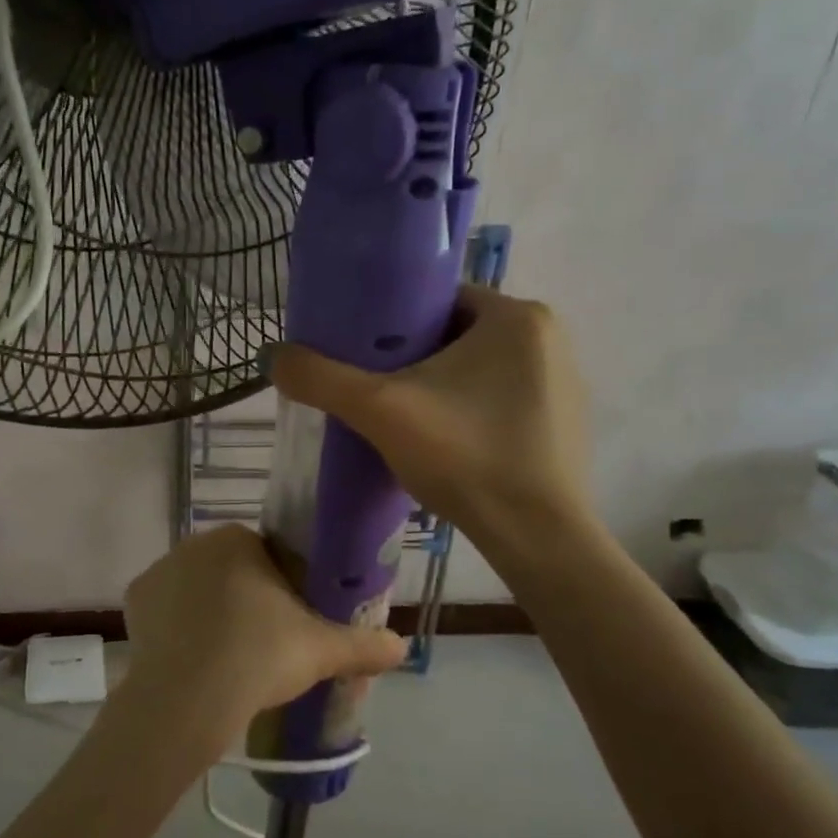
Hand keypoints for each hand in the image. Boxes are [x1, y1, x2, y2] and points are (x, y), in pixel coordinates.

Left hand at [110, 525, 405, 766]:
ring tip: (225, 658)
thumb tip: (402, 647)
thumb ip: (364, 644)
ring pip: (196, 588)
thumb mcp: (322, 650)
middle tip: (262, 646)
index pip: (268, 556)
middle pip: (231, 570)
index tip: (290, 625)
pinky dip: (177, 627)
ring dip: (210, 611)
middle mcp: (195, 543)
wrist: (188, 696)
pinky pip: (165, 609)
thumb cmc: (260, 656)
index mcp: (239, 540)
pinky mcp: (135, 599)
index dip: (283, 590)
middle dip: (246, 599)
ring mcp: (160, 569)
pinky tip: (192, 658)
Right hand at [270, 287, 593, 545]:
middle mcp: (549, 337)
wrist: (535, 537)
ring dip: (439, 387)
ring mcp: (563, 382)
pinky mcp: (564, 423)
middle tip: (373, 390)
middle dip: (412, 359)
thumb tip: (273, 356)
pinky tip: (444, 444)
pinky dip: (468, 412)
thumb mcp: (379, 410)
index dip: (391, 323)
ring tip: (401, 419)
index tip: (360, 354)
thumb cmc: (463, 455)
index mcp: (516, 316)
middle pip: (454, 335)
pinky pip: (500, 400)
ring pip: (477, 370)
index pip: (437, 300)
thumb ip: (321, 378)